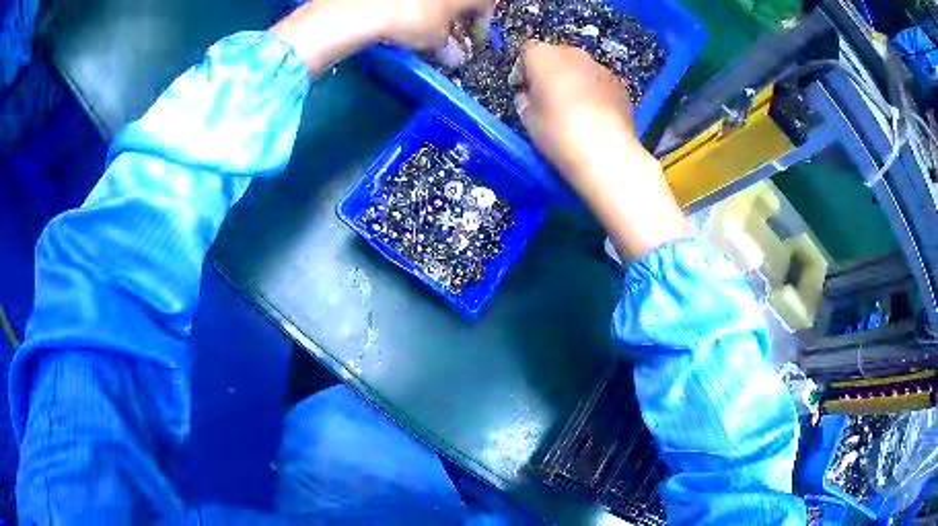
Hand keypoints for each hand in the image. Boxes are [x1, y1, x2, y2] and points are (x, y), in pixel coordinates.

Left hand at [271, 0, 492, 73]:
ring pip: (436, 0)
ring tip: (426, 30)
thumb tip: (455, 57)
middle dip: (458, 17)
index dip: (481, 25)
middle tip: (450, 36)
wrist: (363, 6)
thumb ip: (450, 48)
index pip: (485, 5)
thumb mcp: (436, 40)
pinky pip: (414, 1)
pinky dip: (415, 6)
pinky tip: (405, 17)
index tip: (473, 41)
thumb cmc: (412, 18)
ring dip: (437, 12)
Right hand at [515, 42, 687, 259]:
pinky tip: (593, 114)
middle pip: (555, 55)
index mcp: (544, 56)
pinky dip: (592, 91)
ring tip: (572, 107)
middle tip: (546, 96)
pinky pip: (598, 82)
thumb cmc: (557, 132)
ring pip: (579, 68)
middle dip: (549, 72)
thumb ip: (525, 99)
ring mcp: (600, 67)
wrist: (605, 152)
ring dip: (572, 80)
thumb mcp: (527, 118)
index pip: (527, 52)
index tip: (521, 89)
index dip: (522, 70)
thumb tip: (529, 95)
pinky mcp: (619, 84)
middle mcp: (573, 53)